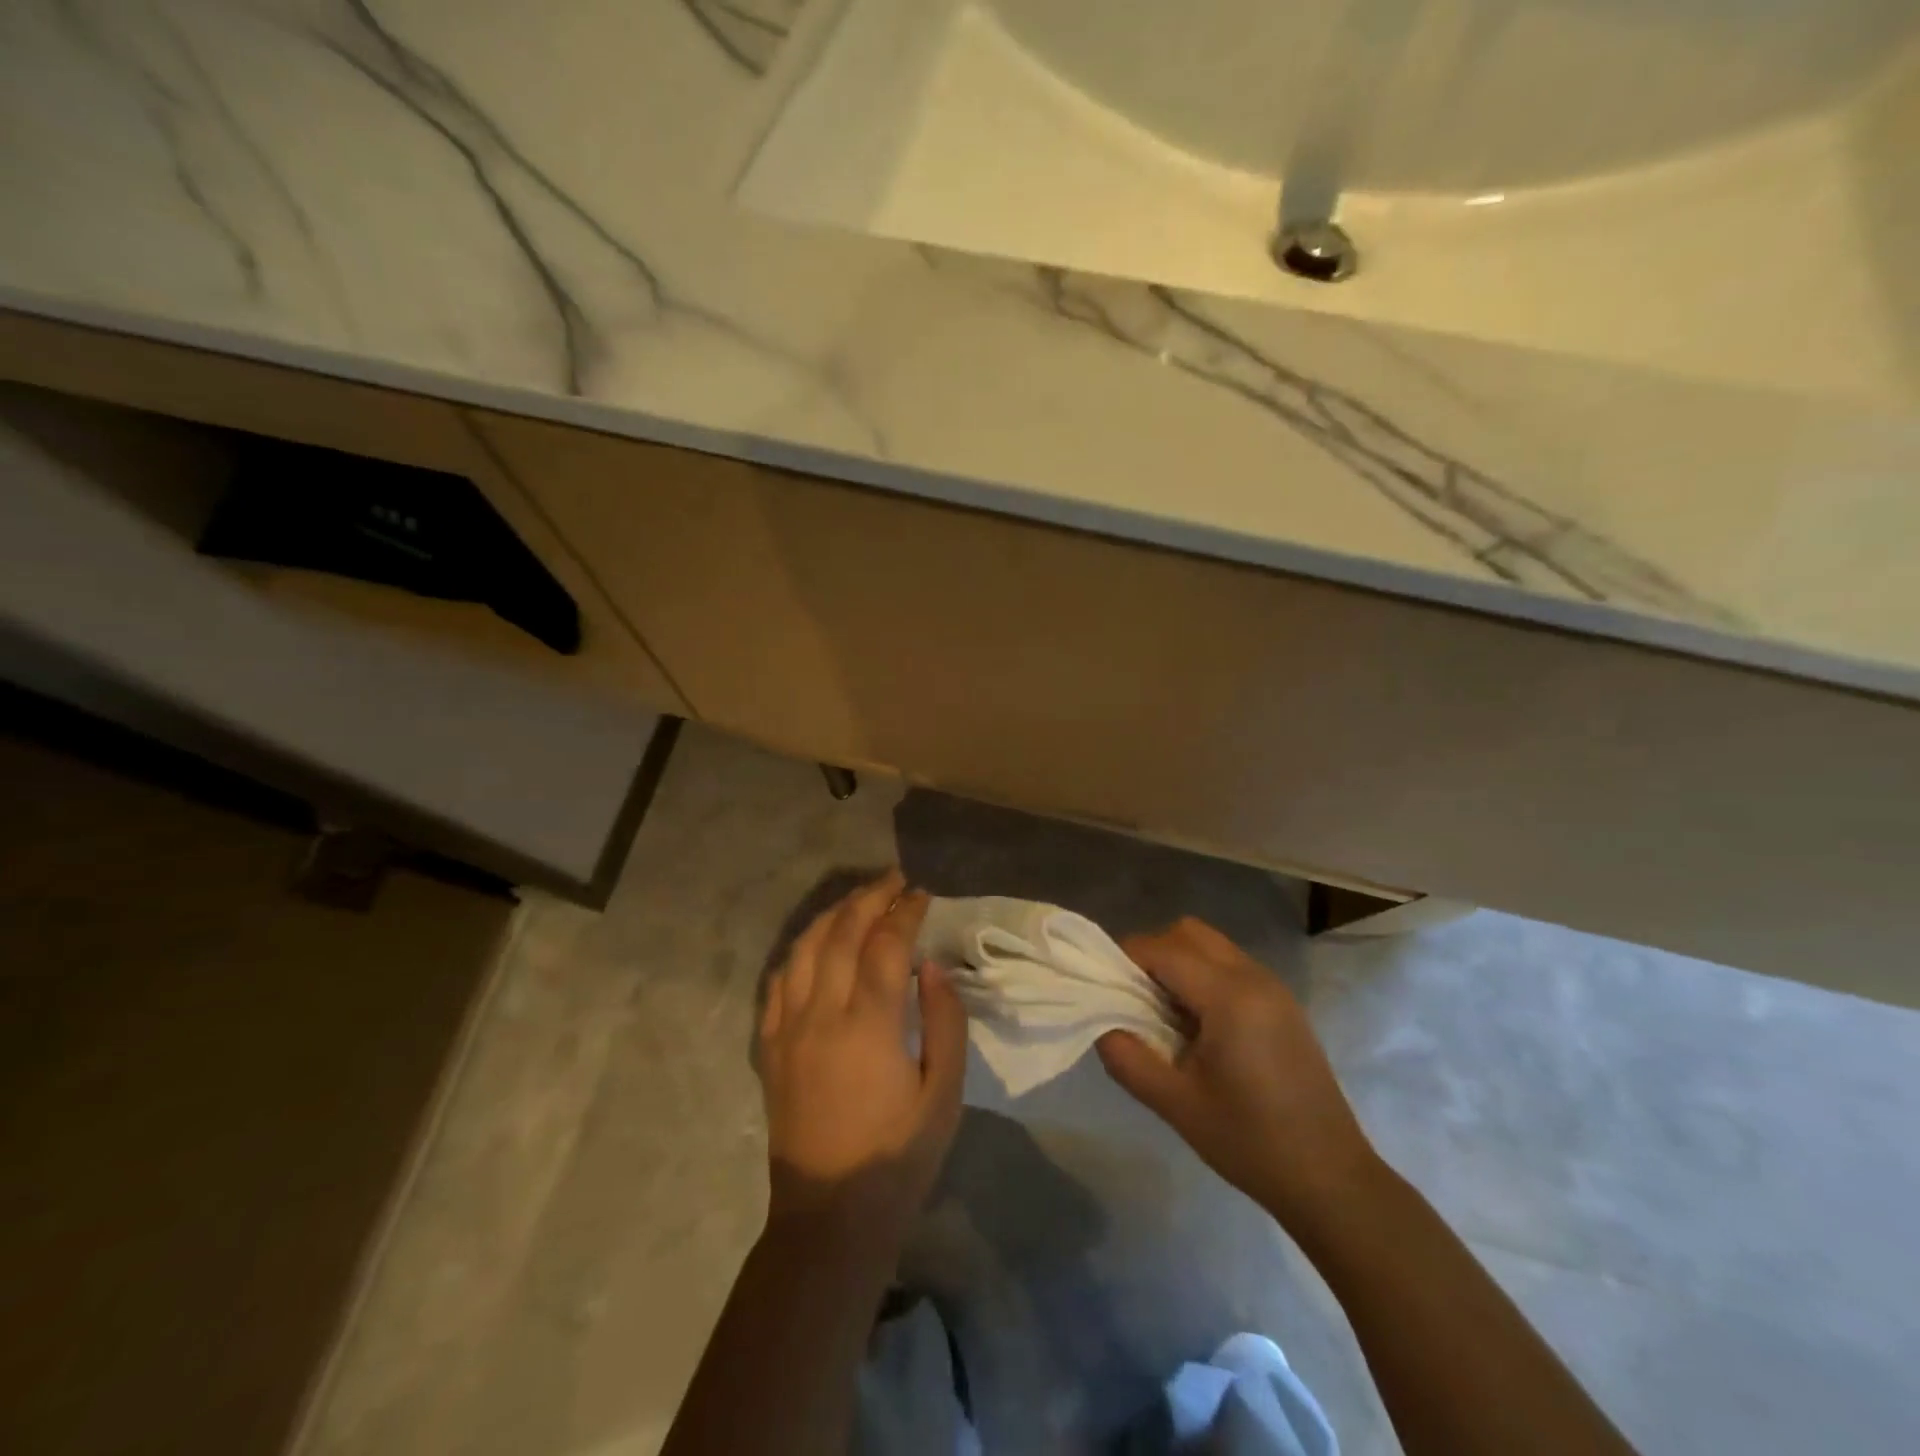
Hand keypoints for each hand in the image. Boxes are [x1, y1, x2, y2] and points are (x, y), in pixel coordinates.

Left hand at [758, 871, 968, 1246]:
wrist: (830, 1217)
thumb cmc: (898, 1158)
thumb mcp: (943, 1095)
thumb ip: (944, 1022)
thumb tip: (930, 966)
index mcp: (868, 1026)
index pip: (885, 945)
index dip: (905, 912)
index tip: (922, 894)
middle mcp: (820, 1015)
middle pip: (841, 934)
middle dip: (869, 898)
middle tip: (894, 880)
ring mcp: (788, 1029)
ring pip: (805, 949)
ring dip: (833, 915)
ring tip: (859, 900)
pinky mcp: (771, 1047)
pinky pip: (779, 980)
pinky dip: (801, 950)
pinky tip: (817, 943)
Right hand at [1097, 917, 1379, 1225]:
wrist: (1331, 1179)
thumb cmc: (1250, 1142)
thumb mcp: (1175, 1105)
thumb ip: (1127, 1057)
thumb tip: (1101, 1024)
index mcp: (1229, 996)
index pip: (1162, 949)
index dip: (1125, 959)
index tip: (1103, 987)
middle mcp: (1253, 977)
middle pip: (1188, 933)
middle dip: (1152, 954)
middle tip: (1133, 998)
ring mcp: (1273, 988)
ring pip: (1211, 945)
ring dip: (1178, 963)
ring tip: (1163, 1013)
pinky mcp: (1283, 1004)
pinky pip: (1230, 965)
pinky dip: (1203, 976)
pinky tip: (1197, 1025)